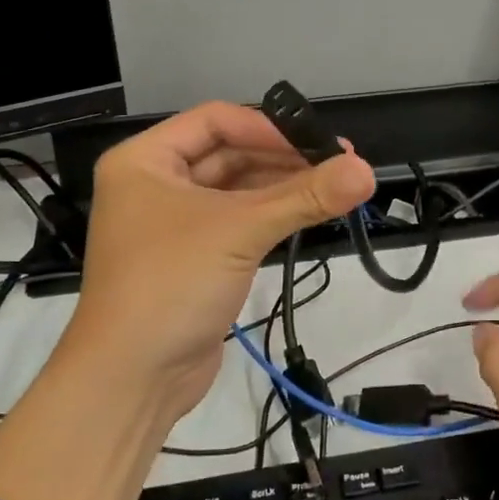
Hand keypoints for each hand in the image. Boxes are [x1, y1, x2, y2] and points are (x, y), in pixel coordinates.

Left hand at [62, 101, 375, 418]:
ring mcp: (173, 223)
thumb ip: (304, 197)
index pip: (215, 121)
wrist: (132, 378)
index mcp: (145, 160)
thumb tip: (366, 170)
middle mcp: (155, 183)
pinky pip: (236, 222)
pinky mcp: (193, 258)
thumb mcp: (239, 231)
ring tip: (335, 188)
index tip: (318, 144)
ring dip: (281, 188)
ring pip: (235, 190)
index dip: (268, 128)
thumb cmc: (171, 284)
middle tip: (340, 164)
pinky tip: (308, 213)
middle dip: (282, 158)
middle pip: (228, 154)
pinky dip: (270, 216)